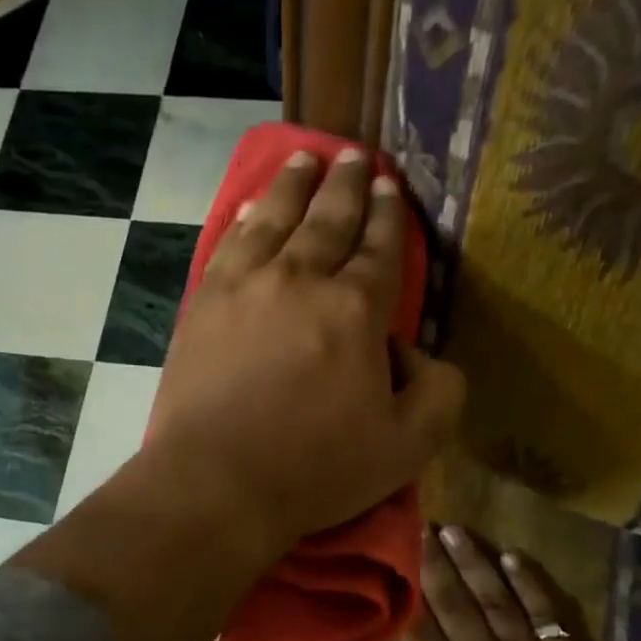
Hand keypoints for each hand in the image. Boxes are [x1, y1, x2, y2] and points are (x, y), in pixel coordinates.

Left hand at [144, 148, 464, 552]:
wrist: (215, 484)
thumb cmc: (314, 470)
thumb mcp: (407, 448)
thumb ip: (438, 392)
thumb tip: (417, 351)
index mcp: (356, 309)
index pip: (379, 248)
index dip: (389, 215)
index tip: (390, 186)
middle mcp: (300, 279)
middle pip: (328, 219)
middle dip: (346, 184)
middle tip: (354, 156)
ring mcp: (244, 286)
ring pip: (274, 218)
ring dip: (293, 185)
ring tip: (305, 158)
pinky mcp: (203, 305)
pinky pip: (229, 246)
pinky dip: (244, 220)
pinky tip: (249, 208)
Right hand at [334, 528, 628, 640]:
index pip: (418, 633)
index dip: (403, 595)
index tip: (389, 561)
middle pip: (454, 604)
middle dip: (434, 564)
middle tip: (419, 526)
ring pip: (495, 599)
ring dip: (474, 562)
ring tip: (456, 530)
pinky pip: (545, 611)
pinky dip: (529, 583)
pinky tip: (514, 557)